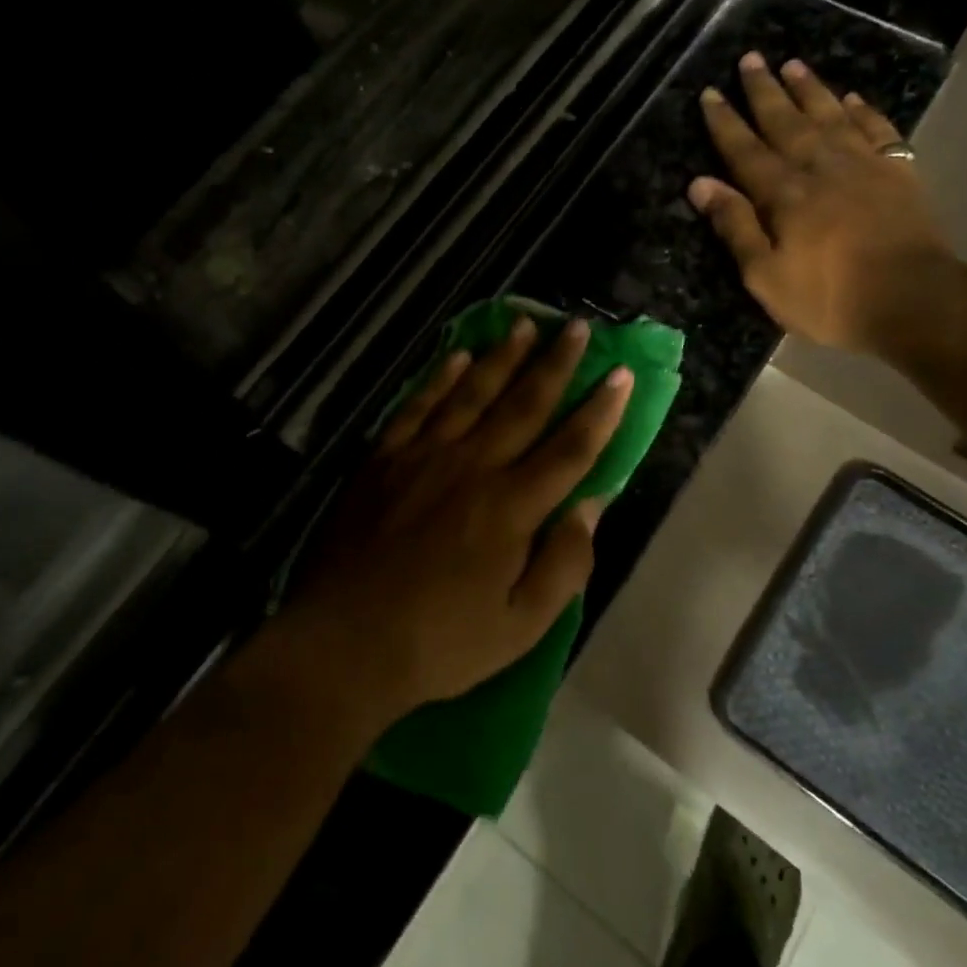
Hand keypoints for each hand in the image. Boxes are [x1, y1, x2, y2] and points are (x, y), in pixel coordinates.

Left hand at [284, 314, 631, 724]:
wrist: (345, 642)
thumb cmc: (440, 643)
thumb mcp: (521, 626)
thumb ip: (563, 564)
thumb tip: (591, 506)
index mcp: (511, 508)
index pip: (570, 449)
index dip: (600, 411)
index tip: (621, 373)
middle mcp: (472, 467)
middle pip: (524, 406)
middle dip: (556, 364)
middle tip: (577, 327)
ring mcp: (423, 457)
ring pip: (473, 394)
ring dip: (502, 357)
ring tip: (525, 324)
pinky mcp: (383, 459)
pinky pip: (418, 406)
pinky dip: (440, 378)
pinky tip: (456, 356)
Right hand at [690, 51, 953, 352]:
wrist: (914, 301)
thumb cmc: (829, 297)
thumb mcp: (766, 275)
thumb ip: (735, 226)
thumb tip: (700, 184)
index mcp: (784, 194)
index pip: (745, 150)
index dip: (725, 122)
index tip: (710, 92)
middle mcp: (821, 168)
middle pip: (786, 122)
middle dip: (764, 91)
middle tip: (750, 59)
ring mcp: (864, 166)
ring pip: (831, 116)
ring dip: (810, 89)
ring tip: (793, 64)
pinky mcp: (899, 173)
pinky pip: (878, 130)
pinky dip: (864, 111)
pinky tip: (853, 98)